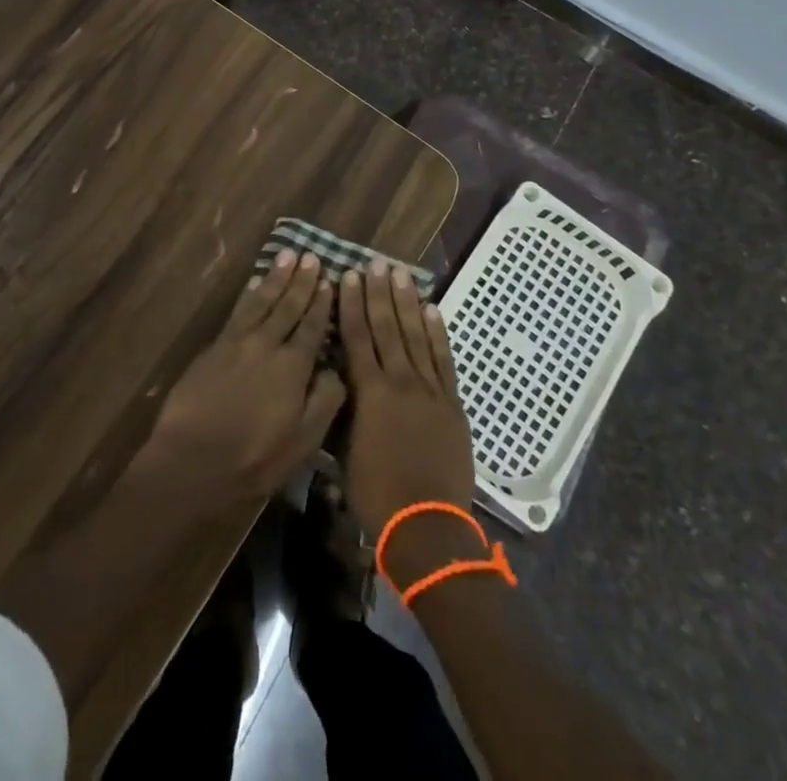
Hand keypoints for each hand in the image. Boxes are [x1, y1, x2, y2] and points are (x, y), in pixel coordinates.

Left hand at [135, 250, 346, 511]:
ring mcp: (237, 342)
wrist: (192, 460)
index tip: (329, 279)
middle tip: (311, 256)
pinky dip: (249, 294)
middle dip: (301, 281)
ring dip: (276, 278)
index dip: (321, 303)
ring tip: (287, 255)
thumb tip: (336, 369)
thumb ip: (324, 401)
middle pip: (287, 306)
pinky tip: (254, 284)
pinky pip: (237, 311)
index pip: (312, 327)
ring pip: (261, 301)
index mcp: (293, 366)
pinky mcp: (214, 348)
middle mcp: (267, 344)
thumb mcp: (303, 441)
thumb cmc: (254, 458)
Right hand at [339, 260, 475, 537]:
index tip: (348, 276)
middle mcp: (399, 381)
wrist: (427, 525)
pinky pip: (443, 360)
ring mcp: (430, 390)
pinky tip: (431, 310)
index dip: (352, 304)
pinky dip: (437, 333)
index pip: (358, 337)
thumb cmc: (376, 492)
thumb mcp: (344, 451)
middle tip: (375, 262)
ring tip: (400, 274)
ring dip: (407, 303)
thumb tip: (334, 380)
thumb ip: (341, 409)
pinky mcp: (452, 403)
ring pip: (416, 336)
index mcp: (369, 392)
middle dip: (379, 293)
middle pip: (387, 327)